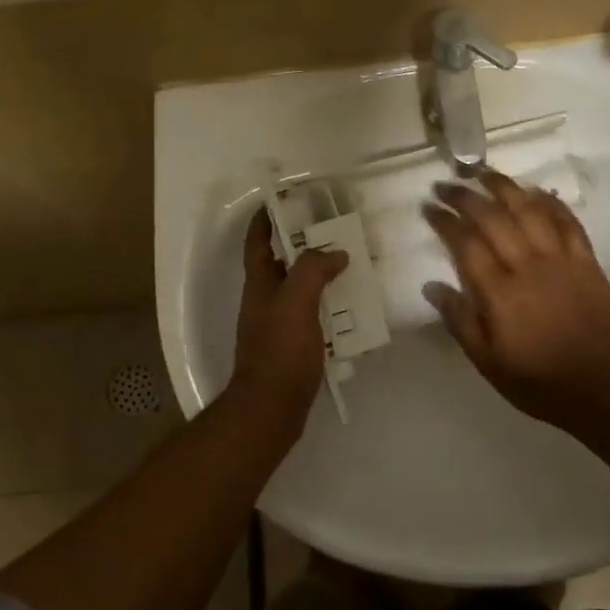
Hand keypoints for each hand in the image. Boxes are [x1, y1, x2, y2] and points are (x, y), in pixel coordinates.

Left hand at [227, 210, 347, 420]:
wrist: (271, 409)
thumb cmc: (280, 351)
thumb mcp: (296, 302)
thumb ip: (313, 271)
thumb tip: (334, 253)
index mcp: (259, 284)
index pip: (257, 242)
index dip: (265, 220)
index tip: (283, 201)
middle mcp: (264, 300)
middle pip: (282, 263)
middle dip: (304, 246)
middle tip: (335, 232)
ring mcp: (276, 325)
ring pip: (299, 290)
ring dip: (320, 276)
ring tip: (351, 266)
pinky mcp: (291, 347)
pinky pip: (311, 316)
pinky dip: (328, 307)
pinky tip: (351, 310)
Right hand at [423, 169, 609, 428]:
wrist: (606, 391)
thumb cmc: (540, 382)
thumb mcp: (488, 362)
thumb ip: (460, 320)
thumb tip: (432, 285)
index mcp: (499, 292)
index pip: (465, 243)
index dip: (444, 220)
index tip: (428, 206)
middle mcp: (527, 265)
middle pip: (492, 217)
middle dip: (465, 196)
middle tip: (446, 184)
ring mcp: (561, 260)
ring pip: (529, 209)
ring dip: (504, 186)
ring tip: (483, 172)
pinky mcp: (587, 261)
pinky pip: (567, 221)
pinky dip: (550, 202)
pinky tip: (536, 191)